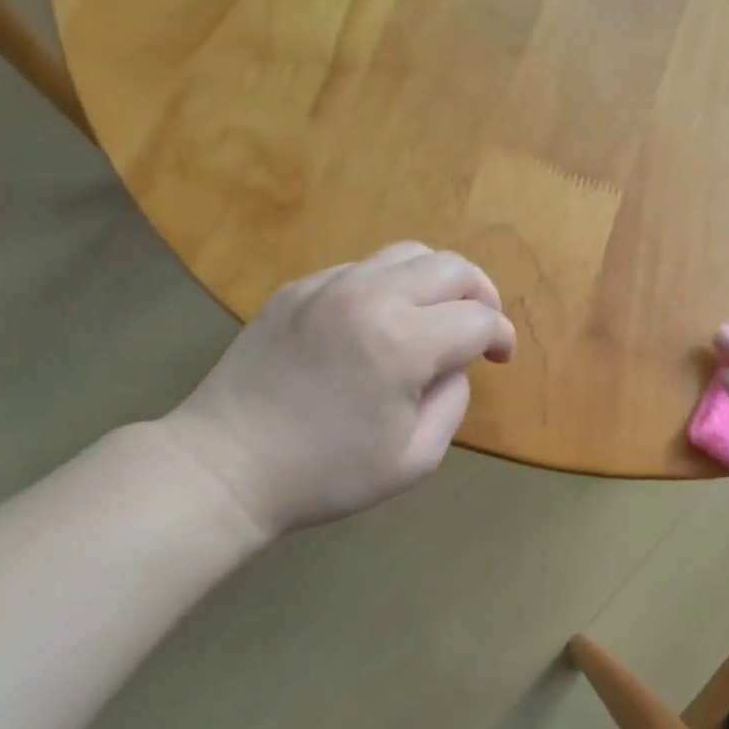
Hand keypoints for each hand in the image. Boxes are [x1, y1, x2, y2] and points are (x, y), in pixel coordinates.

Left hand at [160, 243, 515, 538]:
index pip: (479, 320)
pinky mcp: (298, 288)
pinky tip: (379, 322)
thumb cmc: (326, 474)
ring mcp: (329, 285)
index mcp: (404, 343)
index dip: (501, 337)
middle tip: (480, 328)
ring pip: (407, 254)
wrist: (227, 465)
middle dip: (481, 294)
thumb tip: (455, 363)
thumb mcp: (415, 458)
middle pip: (452, 267)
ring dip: (437, 281)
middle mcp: (371, 297)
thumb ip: (453, 401)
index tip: (500, 358)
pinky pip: (362, 268)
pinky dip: (389, 286)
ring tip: (435, 316)